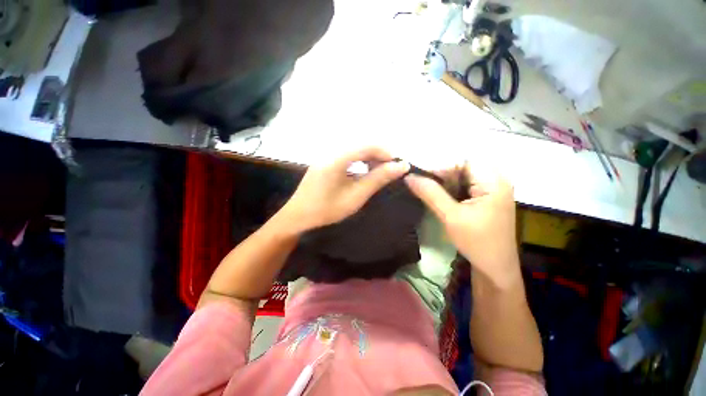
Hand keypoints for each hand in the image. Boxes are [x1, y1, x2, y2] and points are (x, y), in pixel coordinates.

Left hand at [279, 147, 409, 232]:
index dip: (386, 153)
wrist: (298, 216)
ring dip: (370, 158)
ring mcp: (327, 156)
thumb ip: (377, 179)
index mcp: (337, 158)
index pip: (367, 145)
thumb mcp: (355, 196)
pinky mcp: (325, 161)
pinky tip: (363, 172)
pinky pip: (347, 155)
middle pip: (362, 145)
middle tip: (390, 171)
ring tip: (378, 172)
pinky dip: (360, 161)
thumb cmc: (327, 209)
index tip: (398, 165)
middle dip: (379, 155)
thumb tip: (401, 166)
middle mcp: (331, 151)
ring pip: (355, 149)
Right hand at [404, 165, 519, 288]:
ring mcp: (491, 189)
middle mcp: (495, 180)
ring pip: (462, 176)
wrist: (495, 268)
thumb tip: (408, 176)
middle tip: (420, 182)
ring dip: (443, 182)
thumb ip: (430, 193)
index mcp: (493, 181)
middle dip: (440, 174)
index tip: (419, 176)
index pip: (463, 161)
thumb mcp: (450, 216)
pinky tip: (438, 196)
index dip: (439, 166)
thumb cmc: (476, 242)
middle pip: (463, 167)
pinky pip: (464, 186)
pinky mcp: (485, 198)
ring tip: (425, 188)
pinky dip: (450, 189)